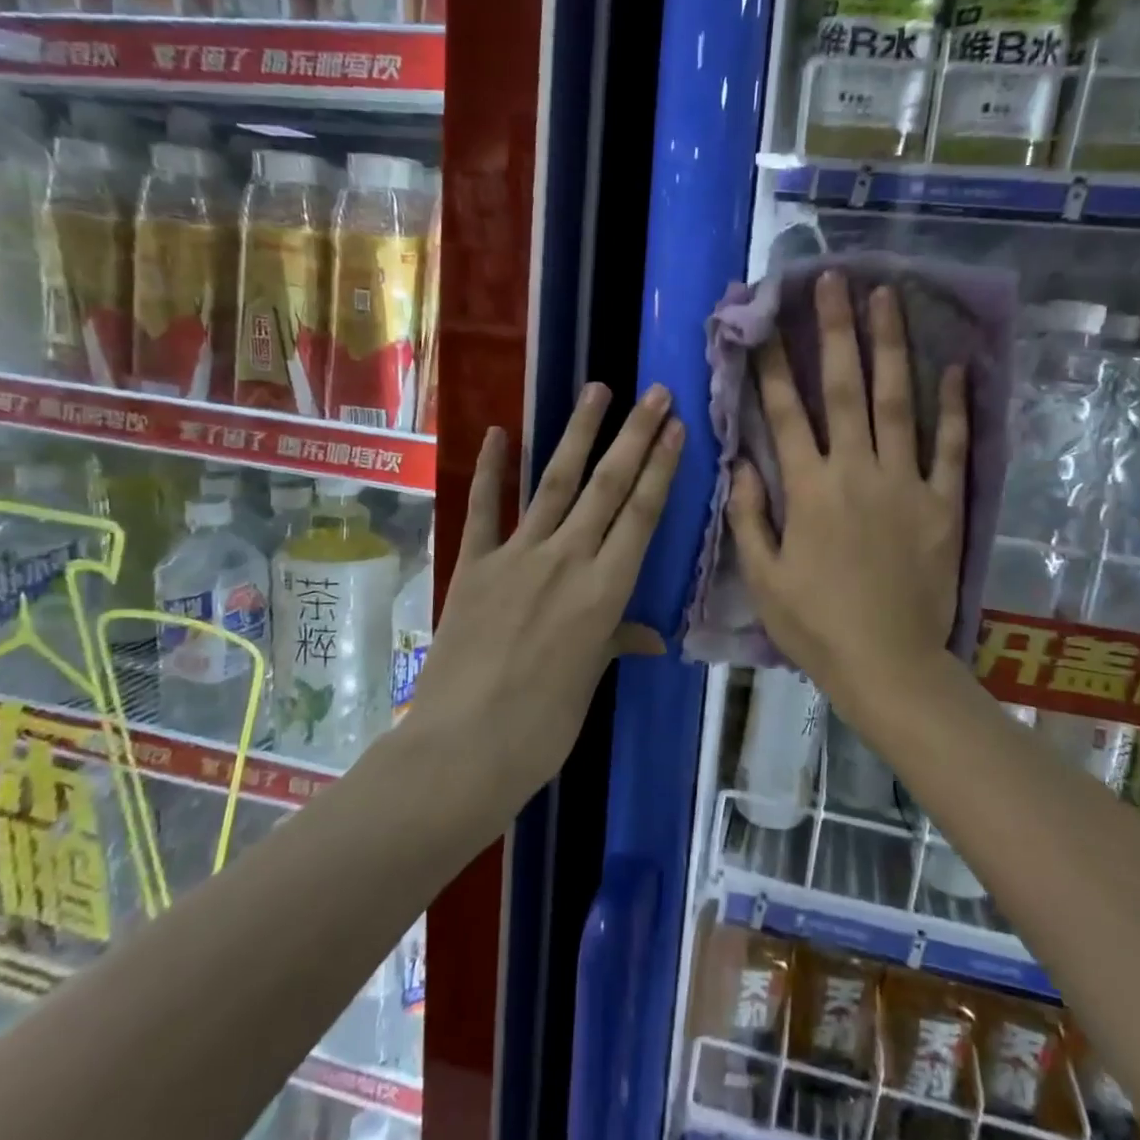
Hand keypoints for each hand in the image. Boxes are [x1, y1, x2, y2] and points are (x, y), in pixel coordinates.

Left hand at [412, 384, 683, 801]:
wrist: (463, 748)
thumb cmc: (543, 726)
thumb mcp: (589, 680)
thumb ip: (616, 641)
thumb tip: (649, 635)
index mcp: (605, 591)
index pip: (642, 515)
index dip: (661, 468)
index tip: (676, 427)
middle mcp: (567, 560)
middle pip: (608, 487)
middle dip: (635, 436)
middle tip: (654, 392)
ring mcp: (517, 557)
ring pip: (554, 483)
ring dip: (578, 435)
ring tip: (597, 391)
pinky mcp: (474, 565)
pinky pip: (484, 509)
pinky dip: (489, 470)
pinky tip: (496, 432)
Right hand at [727, 272, 967, 707]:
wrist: (887, 663)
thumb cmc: (815, 625)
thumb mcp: (764, 577)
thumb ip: (750, 517)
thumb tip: (743, 464)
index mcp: (808, 489)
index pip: (784, 413)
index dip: (772, 364)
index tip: (764, 322)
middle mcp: (855, 471)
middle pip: (843, 389)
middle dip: (835, 330)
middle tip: (834, 280)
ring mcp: (905, 484)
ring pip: (897, 402)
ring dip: (890, 347)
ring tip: (887, 297)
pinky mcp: (943, 504)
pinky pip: (950, 447)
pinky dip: (954, 407)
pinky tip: (956, 366)